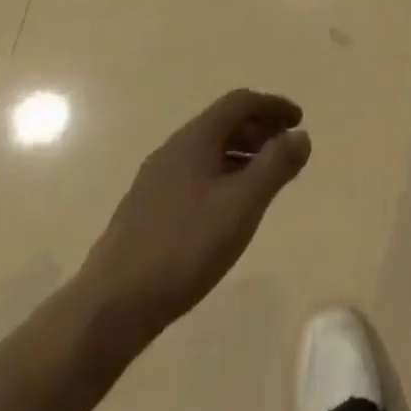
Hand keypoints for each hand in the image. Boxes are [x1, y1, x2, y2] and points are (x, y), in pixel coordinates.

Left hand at [80, 91, 310, 340]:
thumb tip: (301, 135)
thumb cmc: (184, 247)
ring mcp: (155, 180)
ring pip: (206, 151)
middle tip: (286, 150)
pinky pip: (194, 174)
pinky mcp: (145, 210)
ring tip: (263, 180)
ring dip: (240, 154)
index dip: (273, 106)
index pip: (239, 103)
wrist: (110, 307)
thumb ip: (276, 166)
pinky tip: (227, 209)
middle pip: (222, 123)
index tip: (299, 121)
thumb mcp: (242, 204)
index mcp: (195, 139)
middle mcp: (173, 149)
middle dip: (258, 129)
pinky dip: (221, 175)